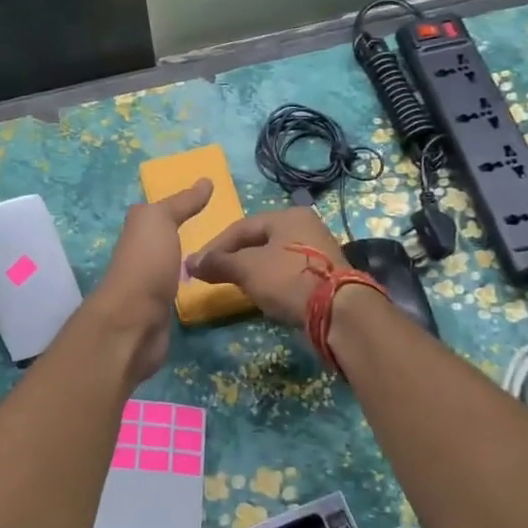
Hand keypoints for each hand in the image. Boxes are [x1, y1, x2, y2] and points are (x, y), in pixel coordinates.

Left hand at [88, 178, 213, 383]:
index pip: (161, 213)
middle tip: (227, 233)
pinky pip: (179, 291)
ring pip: (173, 266)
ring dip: (191, 262)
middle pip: (166, 240)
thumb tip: (205, 180)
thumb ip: (181, 203)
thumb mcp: (160, 221)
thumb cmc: (146, 263)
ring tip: (224, 258)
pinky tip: (209, 284)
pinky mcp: (159, 311)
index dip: (182, 206)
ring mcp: (149, 284)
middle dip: (190, 235)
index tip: (214, 203)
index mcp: (137, 230)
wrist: (134, 321)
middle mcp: (139, 254)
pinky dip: (191, 286)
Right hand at [186, 207, 345, 328]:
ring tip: (235, 286)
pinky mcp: (324, 275)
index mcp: (288, 216)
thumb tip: (190, 262)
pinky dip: (270, 282)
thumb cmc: (288, 279)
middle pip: (258, 241)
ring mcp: (317, 251)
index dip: (215, 246)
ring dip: (251, 271)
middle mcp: (305, 227)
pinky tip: (262, 295)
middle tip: (214, 276)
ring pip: (273, 258)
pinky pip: (287, 273)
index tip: (196, 266)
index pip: (241, 227)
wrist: (338, 311)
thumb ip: (218, 263)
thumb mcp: (247, 268)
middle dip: (233, 258)